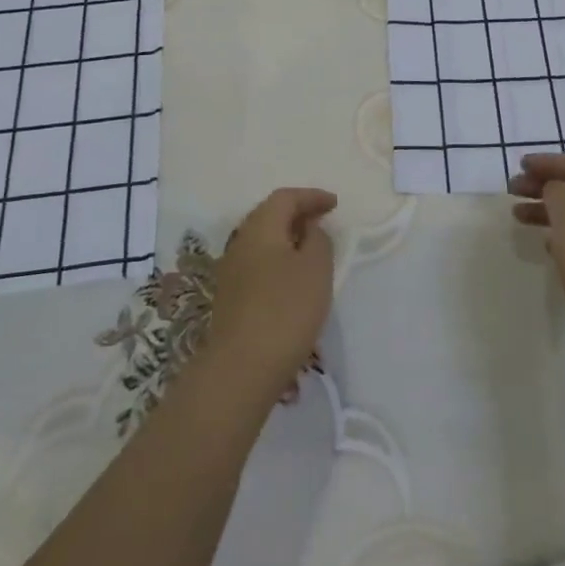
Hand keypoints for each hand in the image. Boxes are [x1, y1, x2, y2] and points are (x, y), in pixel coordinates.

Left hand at [204, 188, 336, 395]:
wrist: (241, 368)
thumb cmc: (285, 310)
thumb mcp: (316, 268)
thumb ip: (318, 240)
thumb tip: (308, 230)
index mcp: (260, 228)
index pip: (285, 198)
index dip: (311, 196)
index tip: (334, 204)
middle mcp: (240, 242)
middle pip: (269, 216)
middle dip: (297, 214)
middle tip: (322, 221)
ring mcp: (231, 271)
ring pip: (262, 241)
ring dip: (286, 238)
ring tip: (311, 249)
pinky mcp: (230, 298)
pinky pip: (258, 263)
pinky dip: (278, 260)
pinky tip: (292, 278)